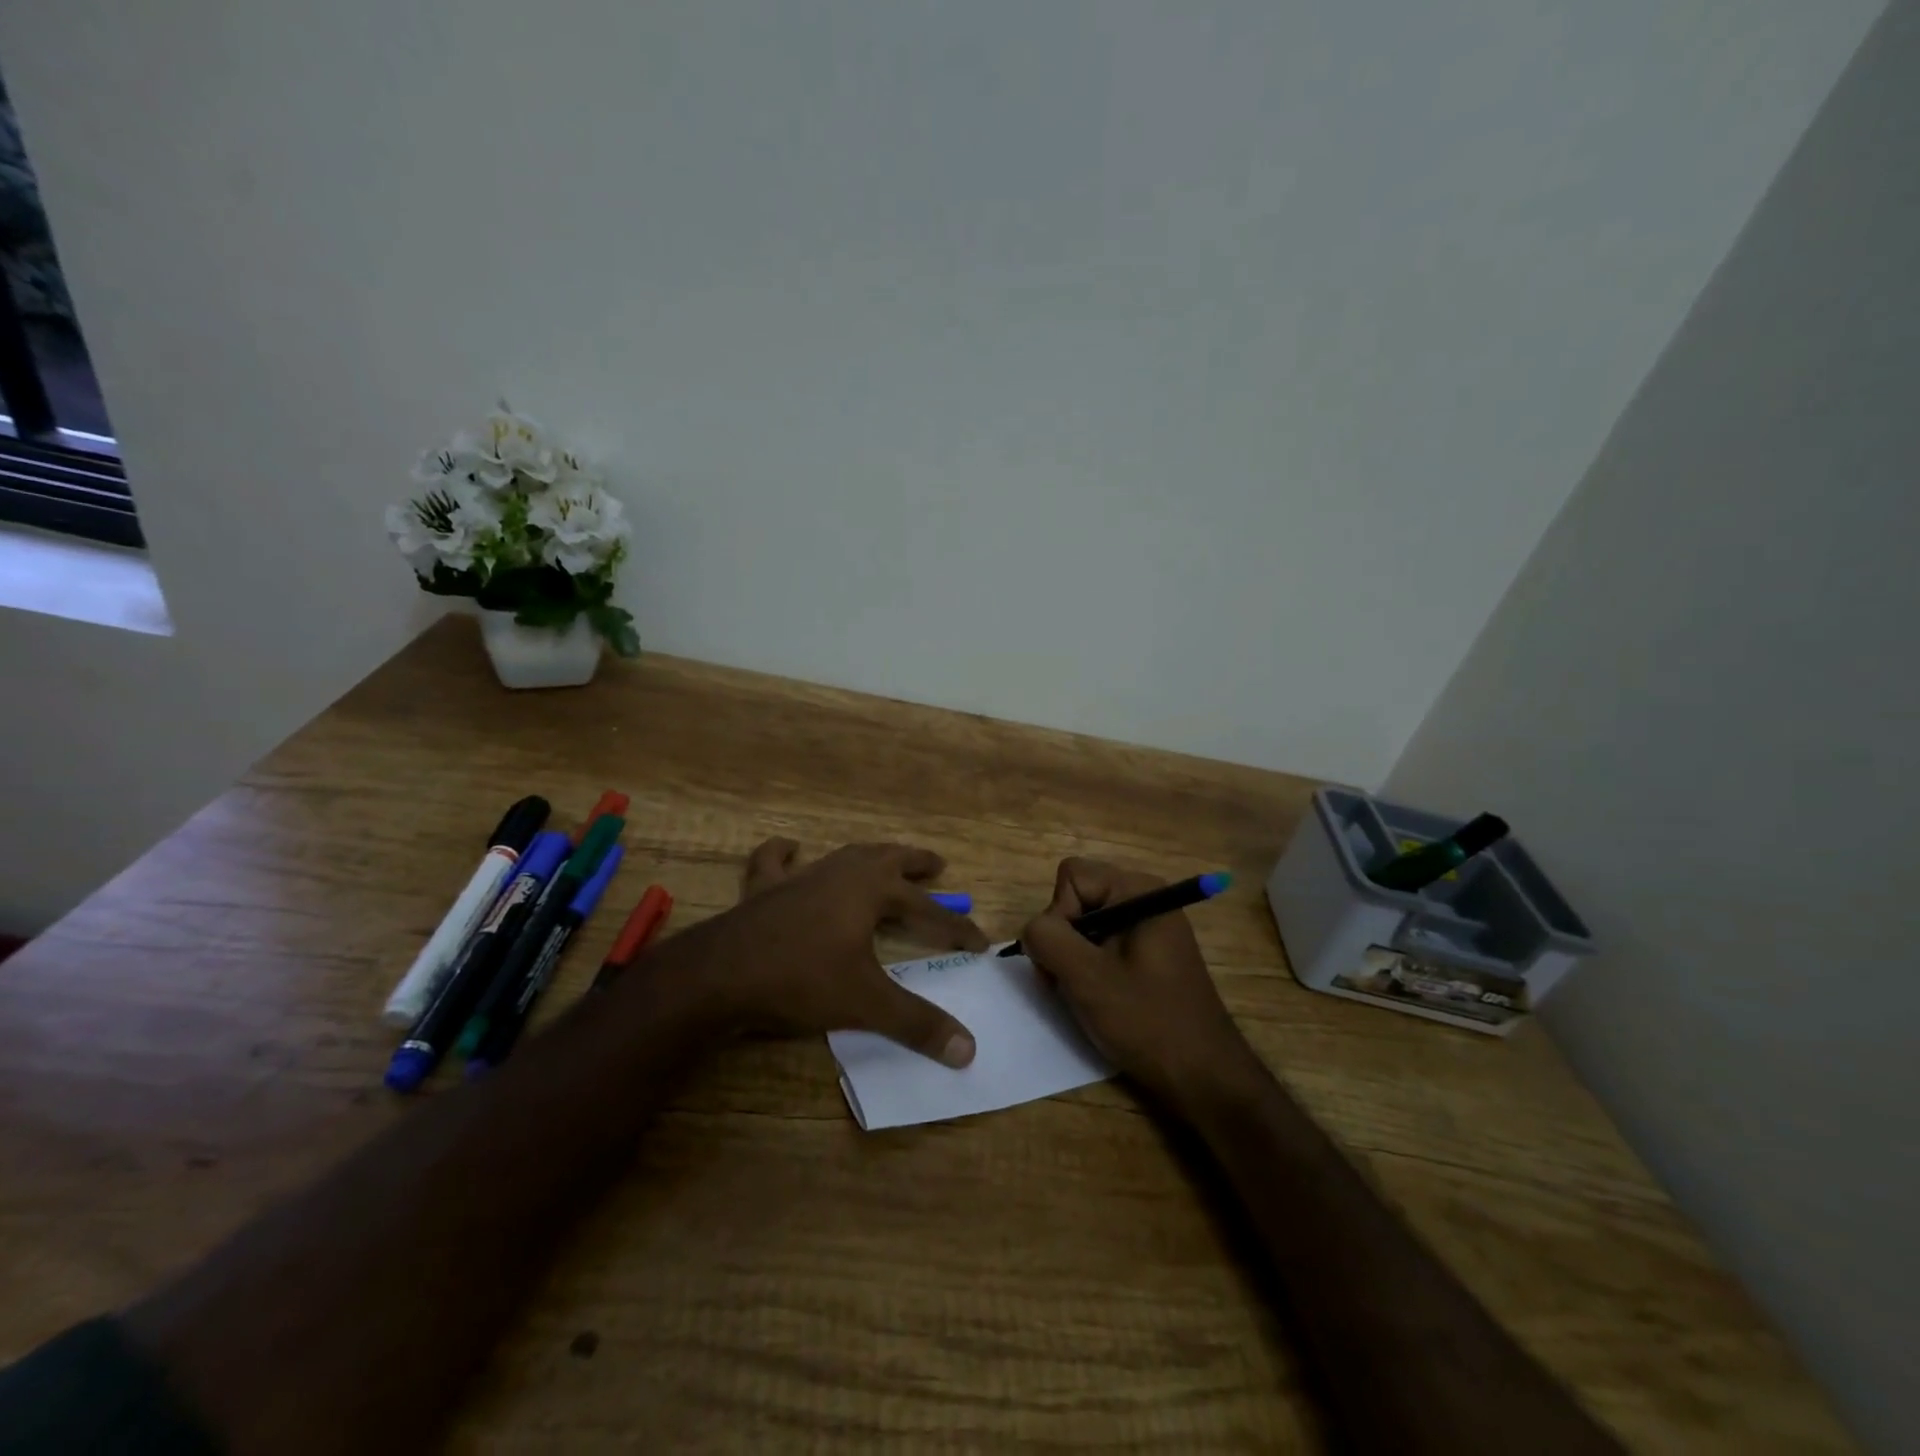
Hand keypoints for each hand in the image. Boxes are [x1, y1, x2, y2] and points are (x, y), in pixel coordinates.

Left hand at [692, 838, 986, 1066]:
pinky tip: (790, 848)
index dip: (956, 928)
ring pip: (843, 854)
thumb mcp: (866, 1003)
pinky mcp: (764, 889)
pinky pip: (774, 861)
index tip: (980, 944)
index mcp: (871, 890)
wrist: (721, 975)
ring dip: (869, 855)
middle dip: (915, 863)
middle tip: (937, 865)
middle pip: (888, 859)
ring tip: (883, 858)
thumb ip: (917, 1024)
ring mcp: (800, 876)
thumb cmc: (802, 980)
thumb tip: (969, 1051)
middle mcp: (840, 873)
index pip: (927, 910)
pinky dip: (784, 853)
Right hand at [1020, 858, 1255, 1105]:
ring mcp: (1147, 927)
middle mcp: (1145, 898)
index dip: (1059, 915)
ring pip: (1083, 925)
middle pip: (1076, 898)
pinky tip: (1099, 999)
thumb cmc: (1148, 1021)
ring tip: (1084, 996)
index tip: (1072, 958)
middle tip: (1071, 983)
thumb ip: (1047, 938)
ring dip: (1072, 959)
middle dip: (1063, 939)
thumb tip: (1032, 930)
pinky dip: (1089, 969)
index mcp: (1138, 890)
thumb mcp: (1086, 977)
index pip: (1071, 877)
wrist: (1204, 1076)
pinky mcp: (1147, 954)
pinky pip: (1101, 944)